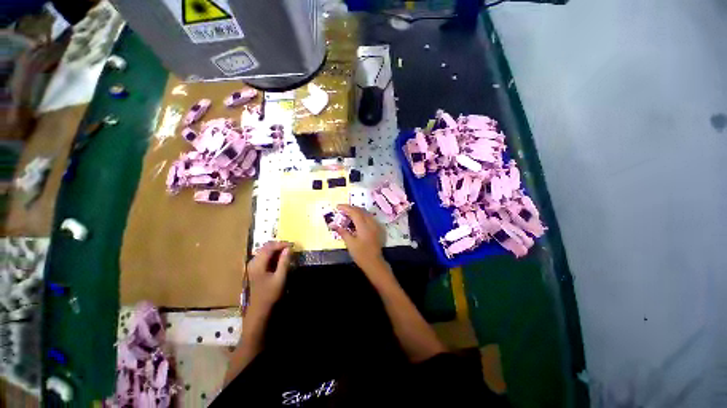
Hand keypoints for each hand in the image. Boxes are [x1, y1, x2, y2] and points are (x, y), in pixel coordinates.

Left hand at [245, 241, 292, 313]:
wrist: (257, 310)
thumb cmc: (269, 295)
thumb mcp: (280, 278)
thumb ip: (284, 262)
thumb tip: (289, 249)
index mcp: (258, 264)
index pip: (269, 247)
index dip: (281, 244)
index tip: (292, 245)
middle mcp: (252, 262)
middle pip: (265, 247)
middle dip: (278, 245)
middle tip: (290, 247)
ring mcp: (251, 266)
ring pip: (263, 251)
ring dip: (275, 250)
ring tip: (286, 252)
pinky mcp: (253, 270)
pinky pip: (263, 257)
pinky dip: (272, 255)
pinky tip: (279, 259)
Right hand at [334, 205, 390, 282]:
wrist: (374, 262)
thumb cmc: (361, 254)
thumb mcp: (350, 243)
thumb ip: (342, 232)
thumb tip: (332, 224)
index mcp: (363, 226)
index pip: (354, 212)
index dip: (345, 208)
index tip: (337, 207)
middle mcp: (371, 222)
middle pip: (361, 210)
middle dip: (351, 208)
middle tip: (341, 211)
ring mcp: (376, 225)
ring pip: (366, 213)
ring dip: (357, 211)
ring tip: (348, 215)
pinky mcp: (378, 228)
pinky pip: (369, 218)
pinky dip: (362, 216)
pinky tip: (357, 221)